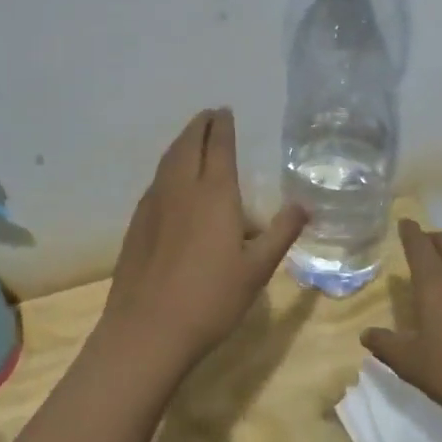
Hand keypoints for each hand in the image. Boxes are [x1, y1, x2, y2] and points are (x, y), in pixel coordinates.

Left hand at [100, 108, 307, 375]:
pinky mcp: (137, 223)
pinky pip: (156, 181)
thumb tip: (304, 206)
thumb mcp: (257, 270)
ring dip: (181, 142)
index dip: (222, 126)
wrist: (147, 330)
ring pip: (168, 160)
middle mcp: (181, 189)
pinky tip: (171, 181)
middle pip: (188, 145)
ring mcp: (154, 204)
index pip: (219, 147)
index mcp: (214, 194)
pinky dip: (167, 166)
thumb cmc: (211, 300)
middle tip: (209, 115)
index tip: (225, 111)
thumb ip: (281, 233)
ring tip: (191, 137)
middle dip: (199, 125)